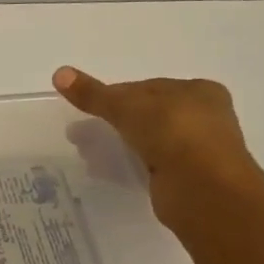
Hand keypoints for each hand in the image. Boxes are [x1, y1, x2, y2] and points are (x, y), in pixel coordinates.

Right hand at [53, 68, 258, 225]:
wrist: (204, 190)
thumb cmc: (173, 133)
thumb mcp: (126, 107)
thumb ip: (93, 94)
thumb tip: (59, 72)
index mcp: (198, 91)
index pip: (147, 87)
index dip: (115, 95)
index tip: (88, 107)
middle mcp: (204, 117)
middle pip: (148, 114)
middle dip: (113, 122)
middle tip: (81, 131)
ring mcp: (198, 150)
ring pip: (148, 141)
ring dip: (118, 144)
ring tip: (86, 152)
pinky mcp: (188, 178)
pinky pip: (151, 165)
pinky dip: (129, 165)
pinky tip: (106, 171)